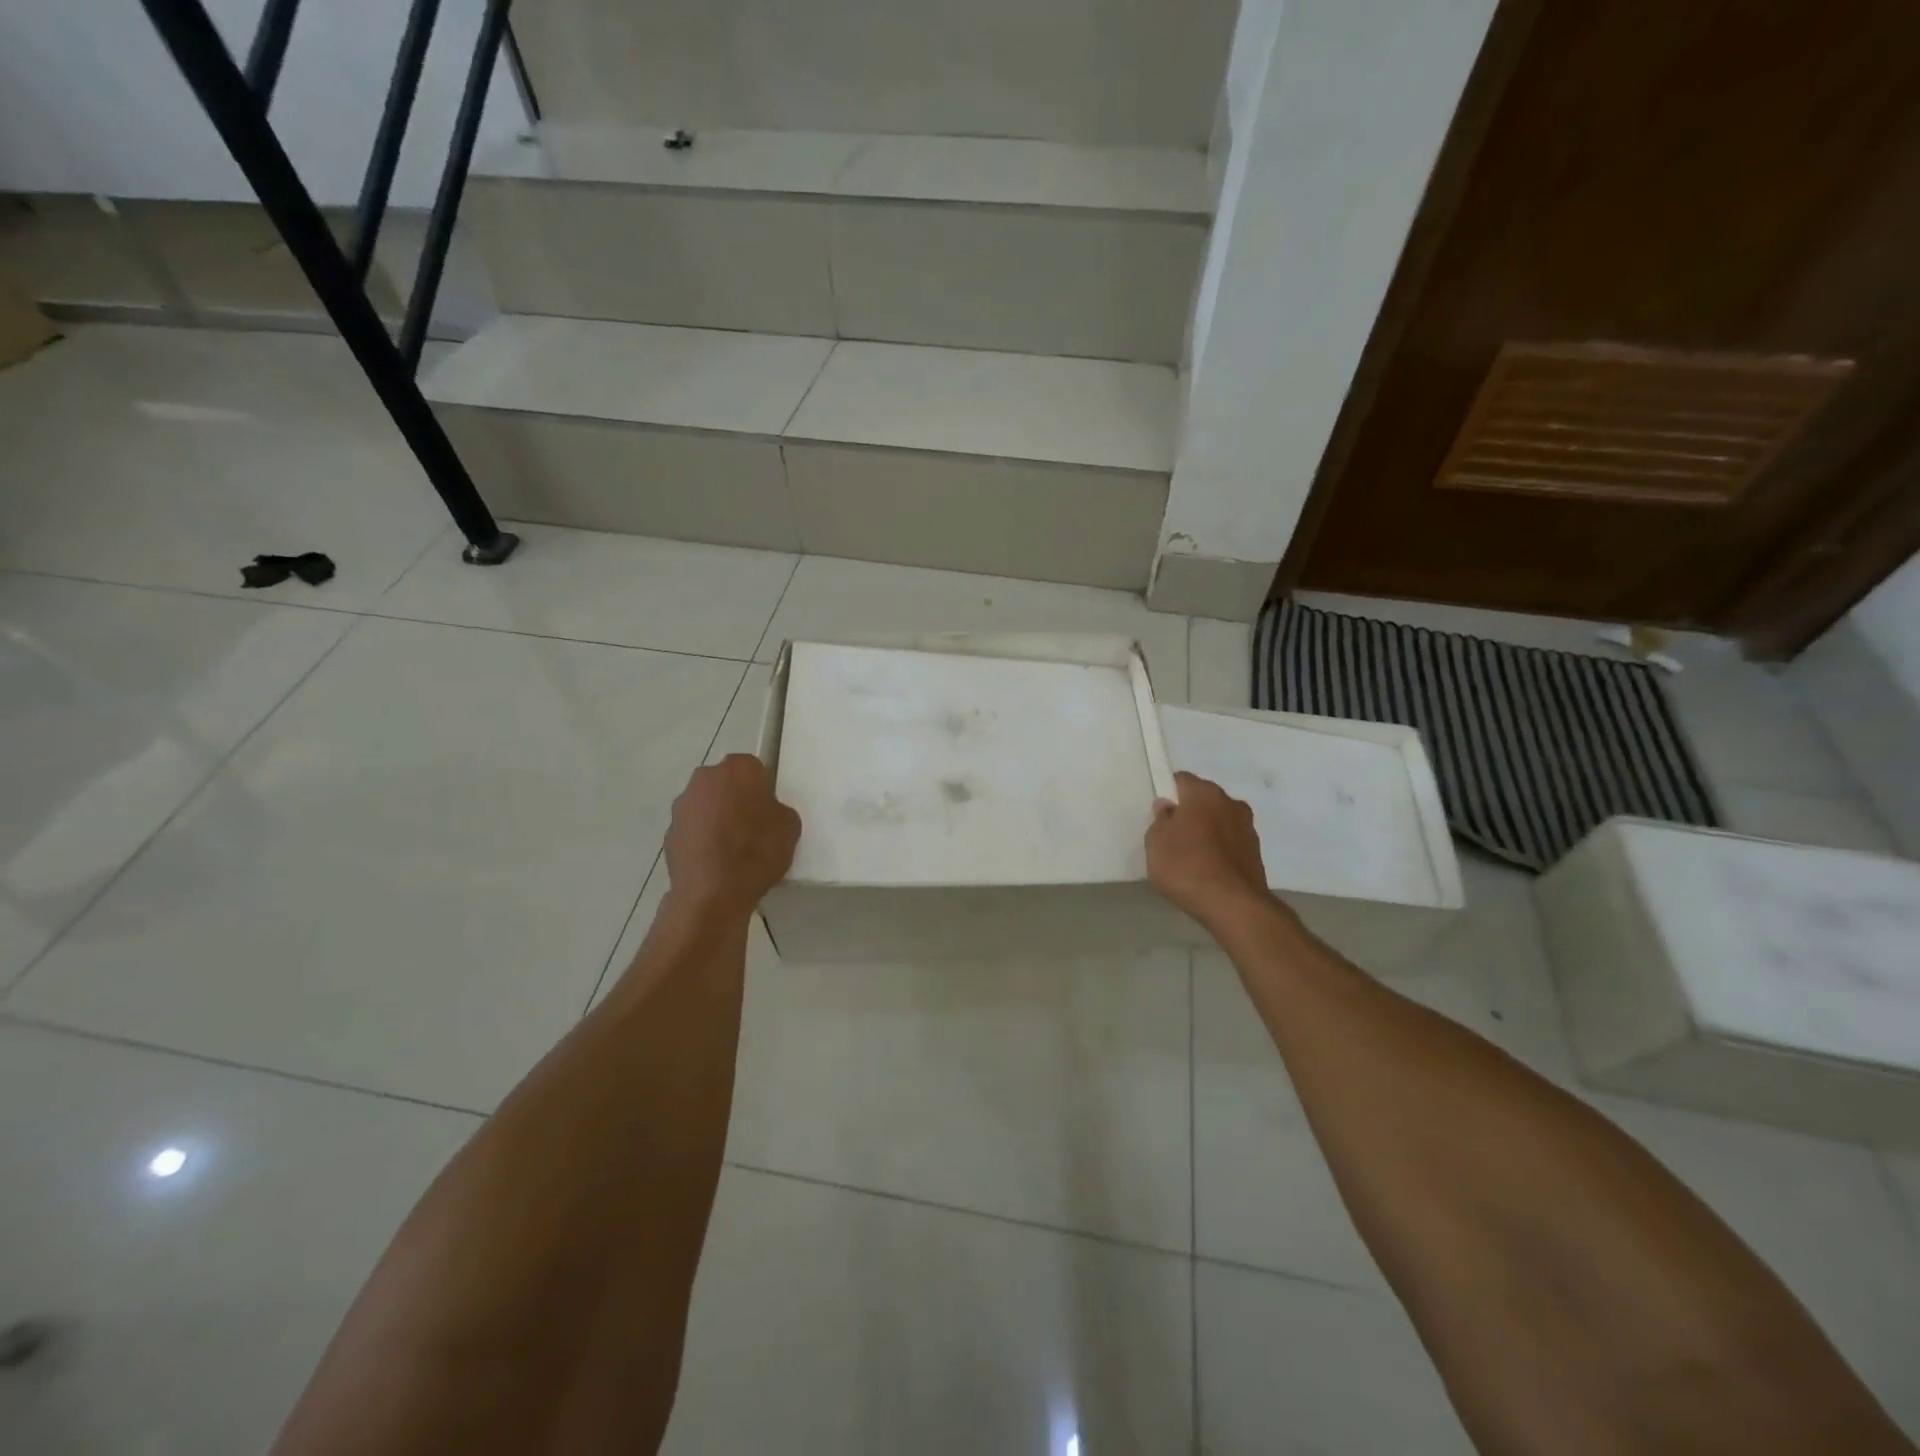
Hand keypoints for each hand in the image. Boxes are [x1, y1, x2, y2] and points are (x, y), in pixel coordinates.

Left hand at [663, 755, 800, 916]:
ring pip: (706, 805)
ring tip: (731, 849)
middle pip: (725, 783)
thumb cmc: (757, 850)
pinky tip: (715, 862)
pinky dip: (702, 839)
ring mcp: (683, 805)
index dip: (761, 789)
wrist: (713, 892)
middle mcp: (705, 778)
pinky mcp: (669, 832)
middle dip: (735, 798)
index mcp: (738, 768)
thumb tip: (764, 812)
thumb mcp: (790, 826)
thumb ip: (776, 809)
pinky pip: (693, 830)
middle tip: (751, 825)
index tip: (767, 810)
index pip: (753, 768)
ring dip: (716, 818)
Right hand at [1146, 771, 1274, 928]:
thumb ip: (1160, 820)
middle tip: (1172, 836)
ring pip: (1219, 821)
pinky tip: (1207, 870)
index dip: (1167, 794)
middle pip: (1203, 800)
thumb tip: (1169, 807)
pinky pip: (1230, 842)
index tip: (1158, 814)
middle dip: (1189, 812)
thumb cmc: (1187, 867)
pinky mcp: (1256, 852)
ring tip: (1191, 857)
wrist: (1234, 906)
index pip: (1181, 780)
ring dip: (1207, 831)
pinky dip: (1219, 850)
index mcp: (1204, 793)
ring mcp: (1247, 827)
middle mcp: (1230, 802)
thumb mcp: (1156, 843)